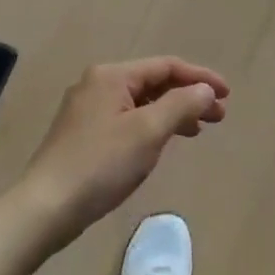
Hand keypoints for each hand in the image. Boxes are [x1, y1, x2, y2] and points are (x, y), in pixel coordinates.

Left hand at [21, 58, 229, 244]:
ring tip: (198, 130)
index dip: (200, 78)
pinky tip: (162, 142)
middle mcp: (97, 85)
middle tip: (219, 117)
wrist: (46, 207)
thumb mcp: (148, 131)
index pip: (166, 66)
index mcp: (111, 76)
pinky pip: (127, 119)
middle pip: (153, 82)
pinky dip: (152, 125)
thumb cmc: (101, 165)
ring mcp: (87, 110)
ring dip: (172, 112)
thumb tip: (205, 90)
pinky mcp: (83, 134)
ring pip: (141, 102)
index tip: (228, 95)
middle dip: (188, 96)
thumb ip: (181, 104)